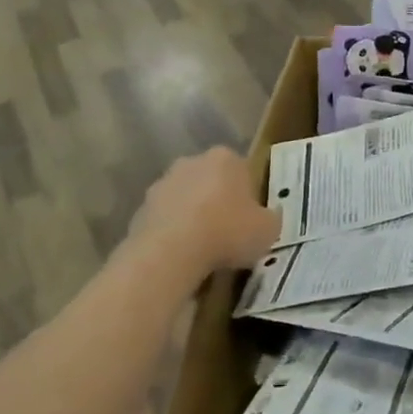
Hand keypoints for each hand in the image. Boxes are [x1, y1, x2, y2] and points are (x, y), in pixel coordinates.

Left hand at [127, 148, 280, 275]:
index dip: (248, 197)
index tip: (250, 221)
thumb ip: (271, 218)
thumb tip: (268, 217)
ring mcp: (162, 183)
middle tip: (228, 234)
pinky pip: (165, 220)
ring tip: (203, 250)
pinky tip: (181, 256)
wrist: (172, 251)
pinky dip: (173, 233)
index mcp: (226, 158)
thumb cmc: (228, 231)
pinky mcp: (141, 208)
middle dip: (218, 201)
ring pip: (185, 199)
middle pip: (211, 181)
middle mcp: (192, 162)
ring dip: (193, 216)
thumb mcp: (269, 229)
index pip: (243, 171)